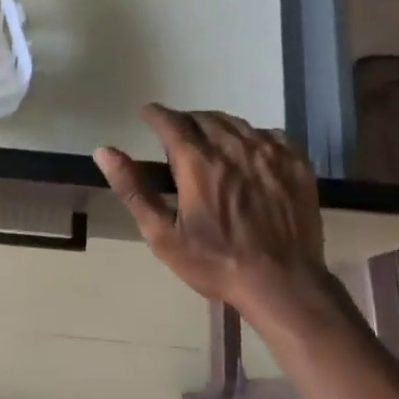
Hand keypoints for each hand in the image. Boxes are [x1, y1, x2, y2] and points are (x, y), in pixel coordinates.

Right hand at [94, 104, 330, 315]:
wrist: (282, 283)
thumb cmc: (215, 262)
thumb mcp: (163, 235)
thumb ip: (133, 189)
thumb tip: (104, 151)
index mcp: (197, 162)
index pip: (170, 120)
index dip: (155, 114)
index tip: (146, 115)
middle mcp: (233, 146)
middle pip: (203, 117)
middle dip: (185, 121)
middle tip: (177, 137)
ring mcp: (268, 152)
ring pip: (236, 122)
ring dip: (216, 126)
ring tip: (210, 142)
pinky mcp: (295, 163)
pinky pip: (268, 135)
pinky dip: (251, 137)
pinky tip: (248, 154)